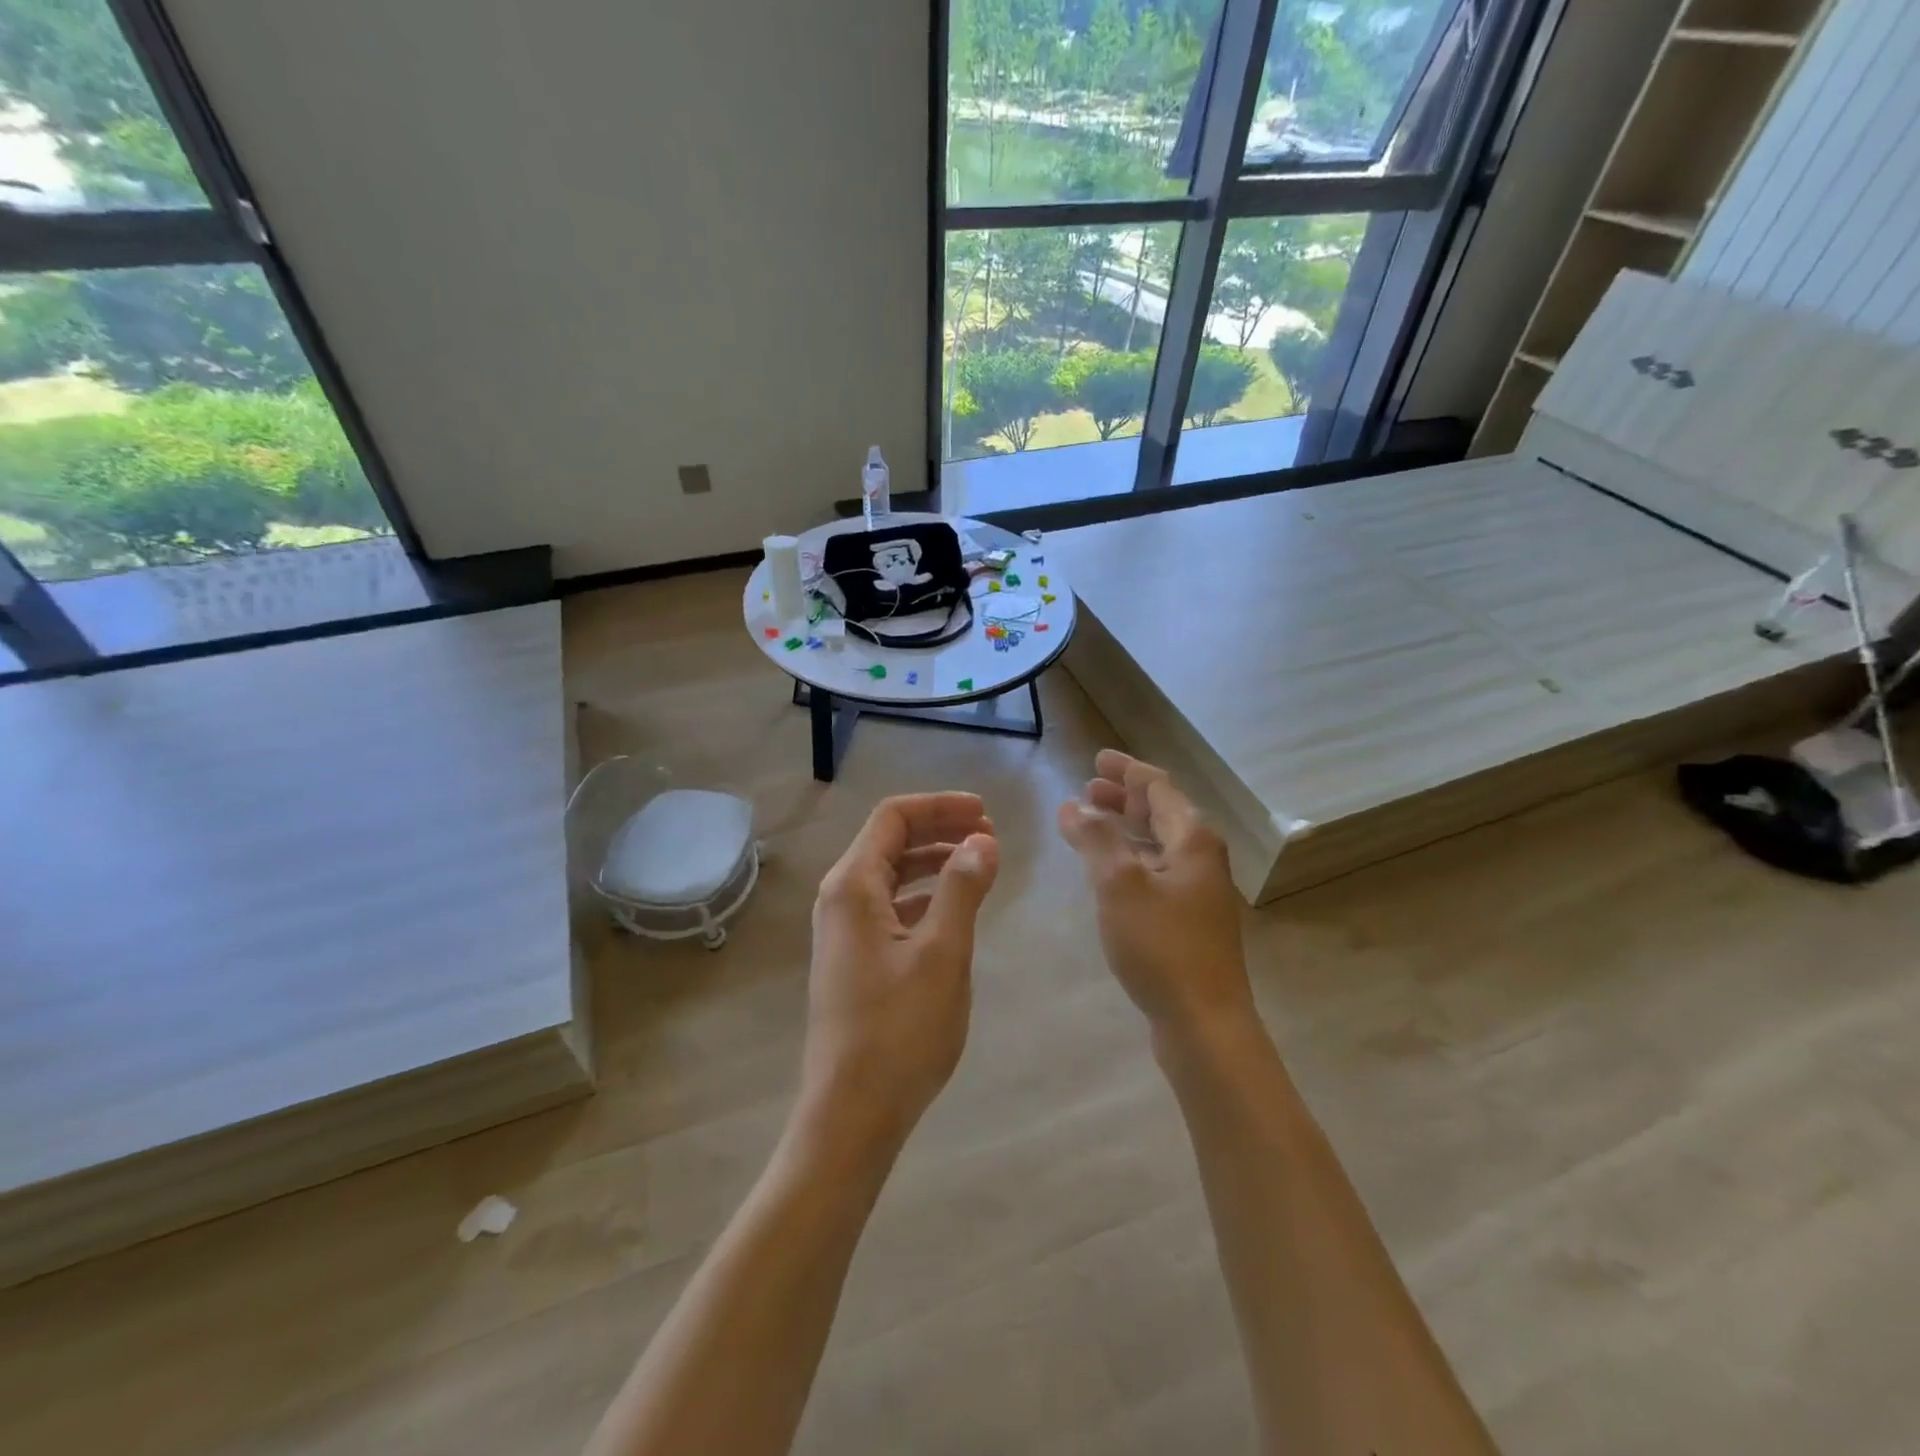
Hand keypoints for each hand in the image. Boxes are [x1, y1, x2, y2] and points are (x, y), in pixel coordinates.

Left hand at [800, 793, 999, 1157]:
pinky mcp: (854, 958)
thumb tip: (983, 841)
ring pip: (891, 875)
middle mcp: (840, 899)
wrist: (852, 1113)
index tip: (985, 813)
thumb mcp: (942, 953)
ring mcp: (843, 931)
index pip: (893, 817)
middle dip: (939, 830)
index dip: (940, 806)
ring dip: (934, 862)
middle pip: (890, 841)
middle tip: (989, 834)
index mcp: (852, 886)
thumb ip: (962, 889)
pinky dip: (924, 896)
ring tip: (979, 865)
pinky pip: (890, 907)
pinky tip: (954, 909)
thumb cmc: (899, 1030)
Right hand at [1057, 751, 1254, 1038]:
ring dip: (1126, 827)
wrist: (1204, 1022)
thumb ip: (1095, 839)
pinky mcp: (1189, 921)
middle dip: (1124, 797)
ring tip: (1092, 822)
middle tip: (1088, 788)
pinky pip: (1156, 871)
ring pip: (1158, 843)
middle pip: (1162, 812)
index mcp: (1192, 839)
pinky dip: (1131, 858)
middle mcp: (1201, 858)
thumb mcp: (1120, 884)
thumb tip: (1073, 806)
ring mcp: (1198, 891)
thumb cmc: (1162, 945)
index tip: (1097, 760)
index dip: (1127, 770)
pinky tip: (1109, 872)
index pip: (1158, 788)